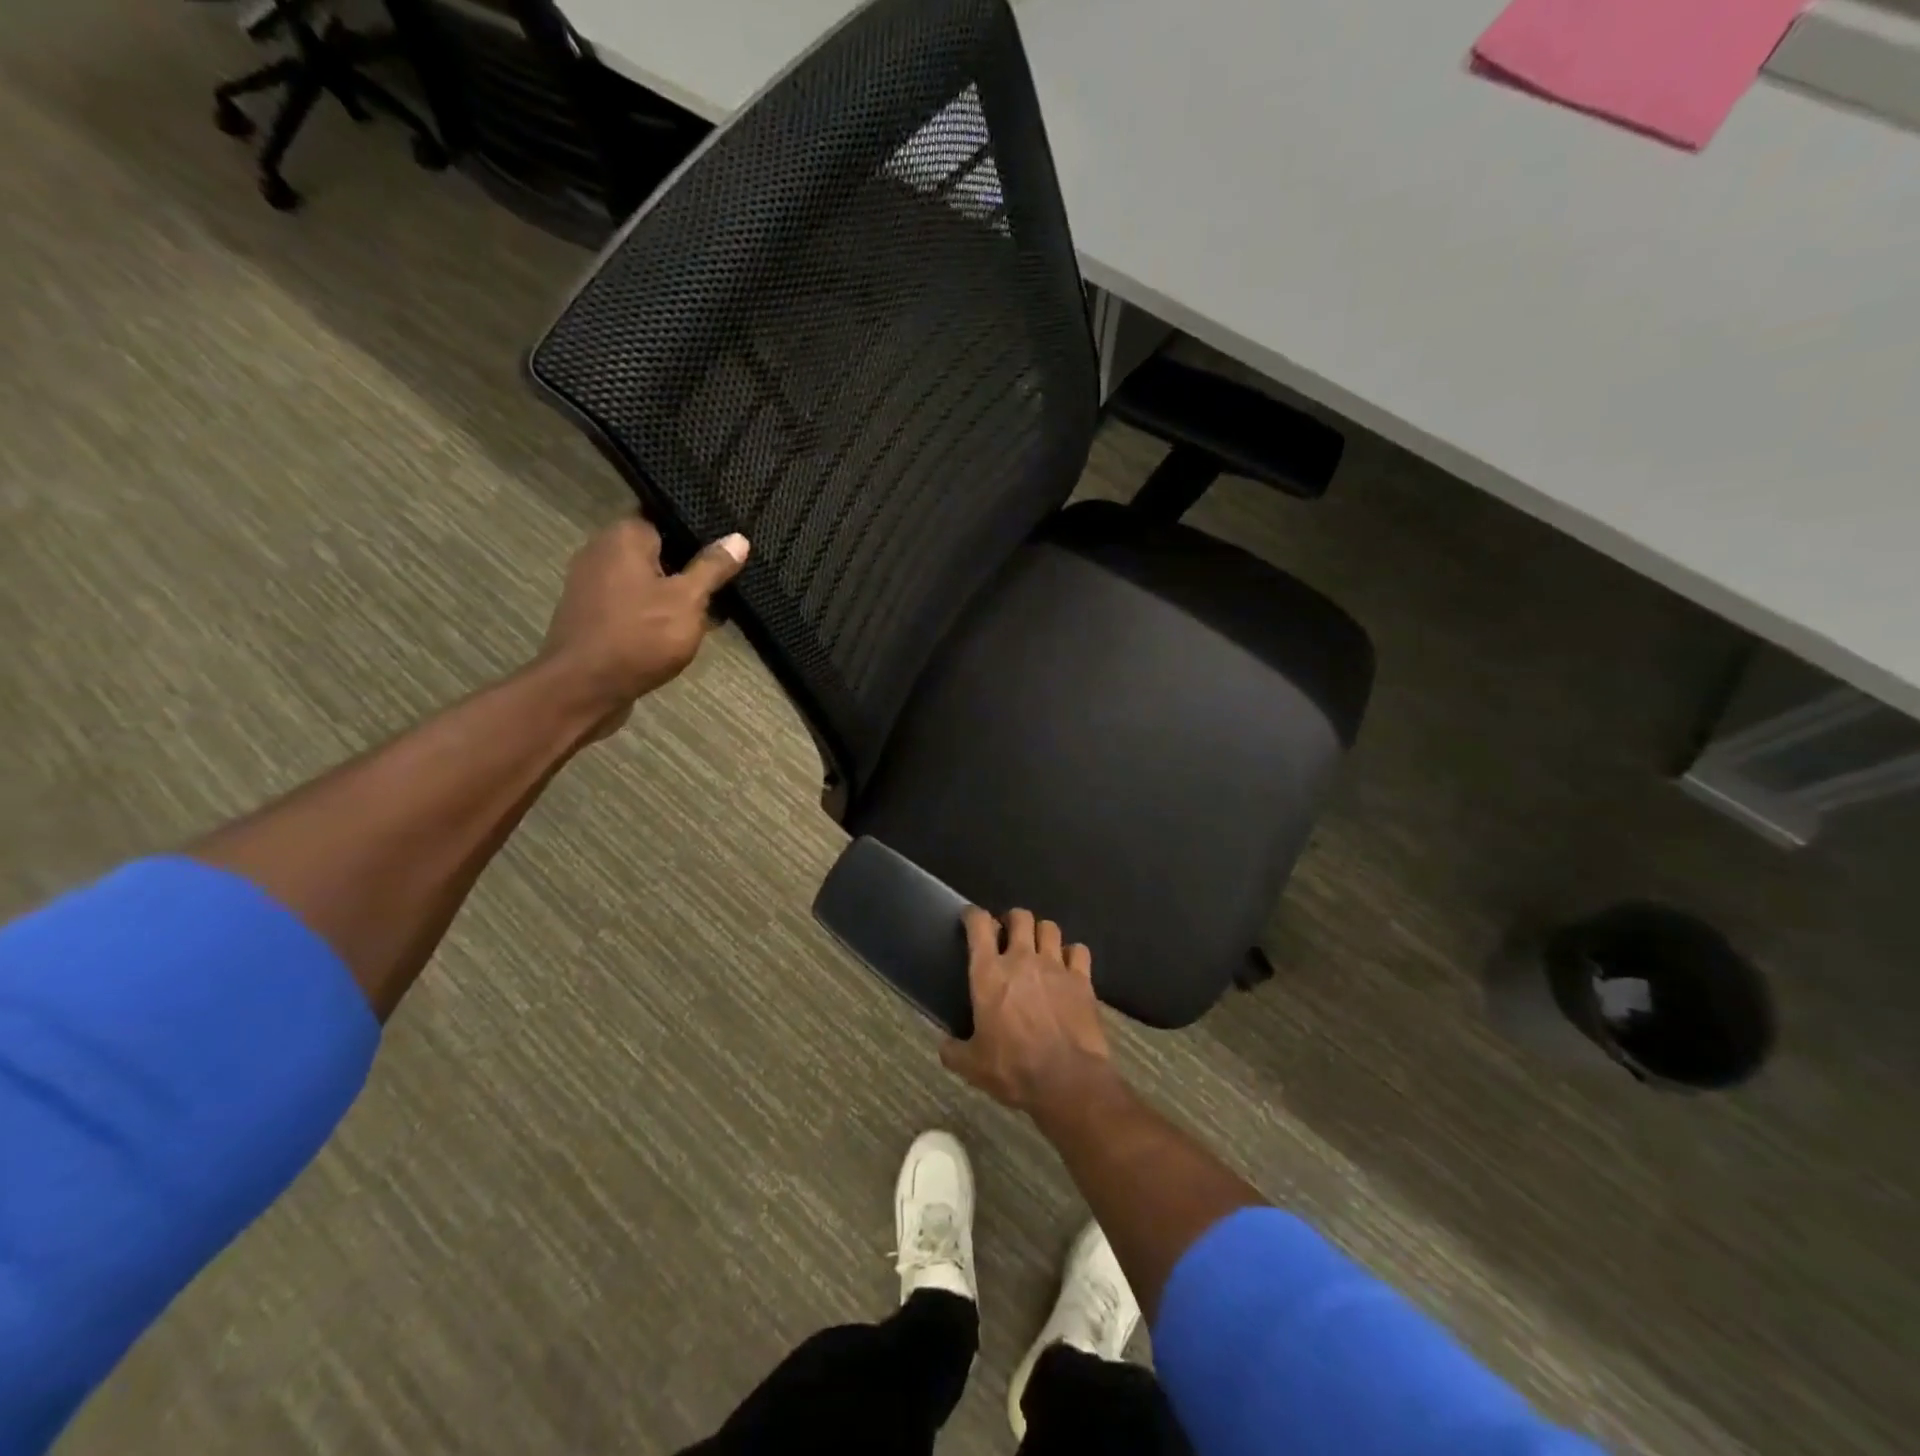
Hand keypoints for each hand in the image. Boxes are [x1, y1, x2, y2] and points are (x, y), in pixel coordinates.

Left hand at [539, 516, 748, 736]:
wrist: (584, 688)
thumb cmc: (640, 636)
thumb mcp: (688, 601)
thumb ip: (712, 568)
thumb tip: (738, 539)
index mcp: (624, 536)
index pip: (666, 518)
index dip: (697, 533)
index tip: (725, 550)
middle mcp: (601, 551)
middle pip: (656, 550)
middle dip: (688, 568)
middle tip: (724, 584)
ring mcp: (591, 584)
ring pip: (644, 579)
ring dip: (672, 594)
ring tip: (708, 611)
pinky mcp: (591, 614)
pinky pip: (631, 603)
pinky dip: (653, 612)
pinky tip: (678, 630)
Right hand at [941, 907, 1116, 1115]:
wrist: (1066, 1080)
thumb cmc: (1012, 1068)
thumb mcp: (972, 1065)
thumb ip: (953, 1051)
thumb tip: (943, 1046)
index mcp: (989, 973)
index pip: (979, 925)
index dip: (973, 915)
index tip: (971, 918)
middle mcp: (1022, 959)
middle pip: (1020, 917)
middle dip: (1013, 920)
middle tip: (1009, 935)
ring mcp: (1055, 966)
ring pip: (1050, 927)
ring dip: (1042, 933)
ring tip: (1039, 947)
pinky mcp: (1082, 979)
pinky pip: (1079, 951)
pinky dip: (1072, 954)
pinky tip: (1068, 967)